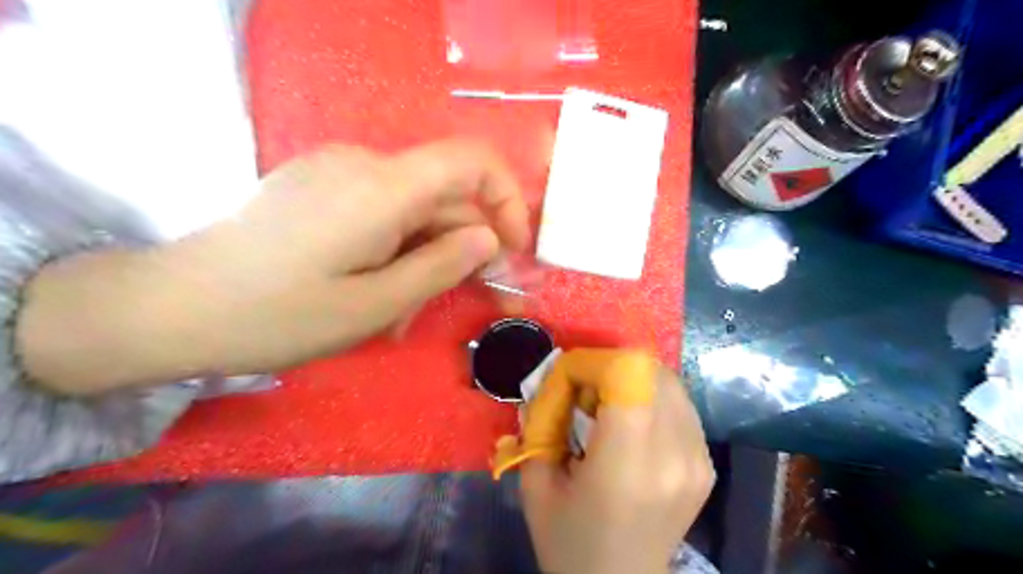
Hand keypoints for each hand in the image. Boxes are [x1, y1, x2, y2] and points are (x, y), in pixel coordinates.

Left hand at [18, 138, 531, 394]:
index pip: (473, 160)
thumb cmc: (278, 315)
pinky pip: (381, 212)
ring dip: (423, 259)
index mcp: (383, 187)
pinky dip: (395, 249)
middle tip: (458, 304)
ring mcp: (337, 172)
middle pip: (443, 196)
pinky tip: (376, 291)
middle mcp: (364, 164)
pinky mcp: (319, 187)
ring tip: (400, 314)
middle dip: (461, 250)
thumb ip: (441, 266)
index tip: (511, 250)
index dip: (508, 199)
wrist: (173, 307)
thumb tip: (489, 239)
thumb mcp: (374, 305)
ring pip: (413, 211)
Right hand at [520, 366, 712, 573]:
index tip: (566, 381)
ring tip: (606, 409)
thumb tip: (553, 379)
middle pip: (650, 369)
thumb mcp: (537, 483)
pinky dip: (650, 398)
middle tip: (583, 394)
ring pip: (667, 381)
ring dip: (631, 381)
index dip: (591, 363)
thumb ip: (542, 422)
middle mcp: (674, 455)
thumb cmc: (569, 542)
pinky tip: (631, 425)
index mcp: (628, 465)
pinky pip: (679, 405)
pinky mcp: (706, 463)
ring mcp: (698, 459)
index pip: (627, 373)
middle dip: (609, 368)